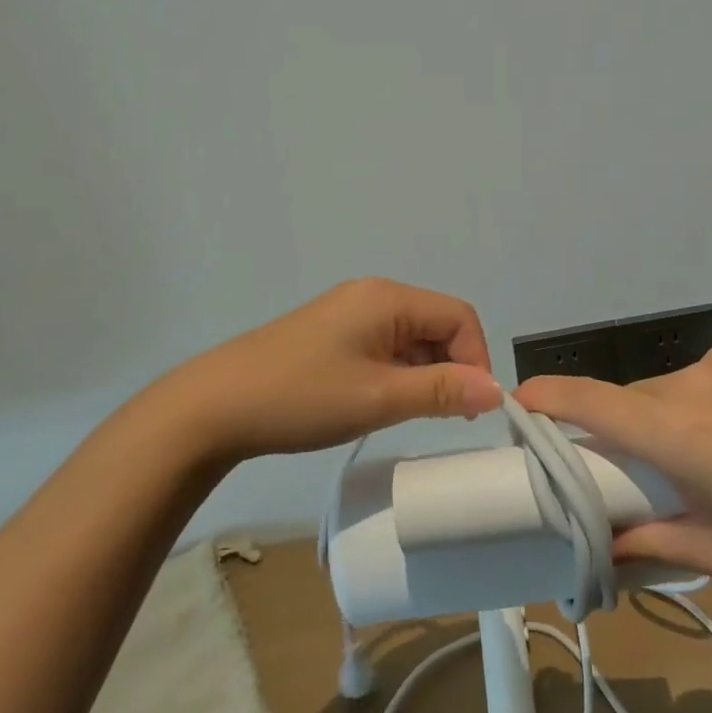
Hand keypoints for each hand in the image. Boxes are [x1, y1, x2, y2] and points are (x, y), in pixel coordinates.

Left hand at [147, 278, 500, 463]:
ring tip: (409, 414)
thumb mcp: (379, 398)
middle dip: (451, 367)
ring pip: (411, 338)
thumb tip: (497, 390)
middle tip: (444, 416)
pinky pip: (384, 346)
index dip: (476, 359)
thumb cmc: (302, 397)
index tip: (469, 407)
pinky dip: (397, 372)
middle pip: (437, 324)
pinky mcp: (331, 334)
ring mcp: (349, 313)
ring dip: (423, 373)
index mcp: (388, 298)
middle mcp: (372, 295)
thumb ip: (442, 391)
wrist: (214, 407)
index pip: (459, 316)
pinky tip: (381, 402)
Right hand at [515, 337, 711, 580]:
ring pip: (675, 387)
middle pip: (635, 401)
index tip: (520, 401)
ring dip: (678, 415)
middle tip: (658, 472)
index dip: (548, 398)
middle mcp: (693, 382)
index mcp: (677, 433)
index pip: (590, 402)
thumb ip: (655, 545)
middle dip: (631, 431)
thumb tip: (608, 548)